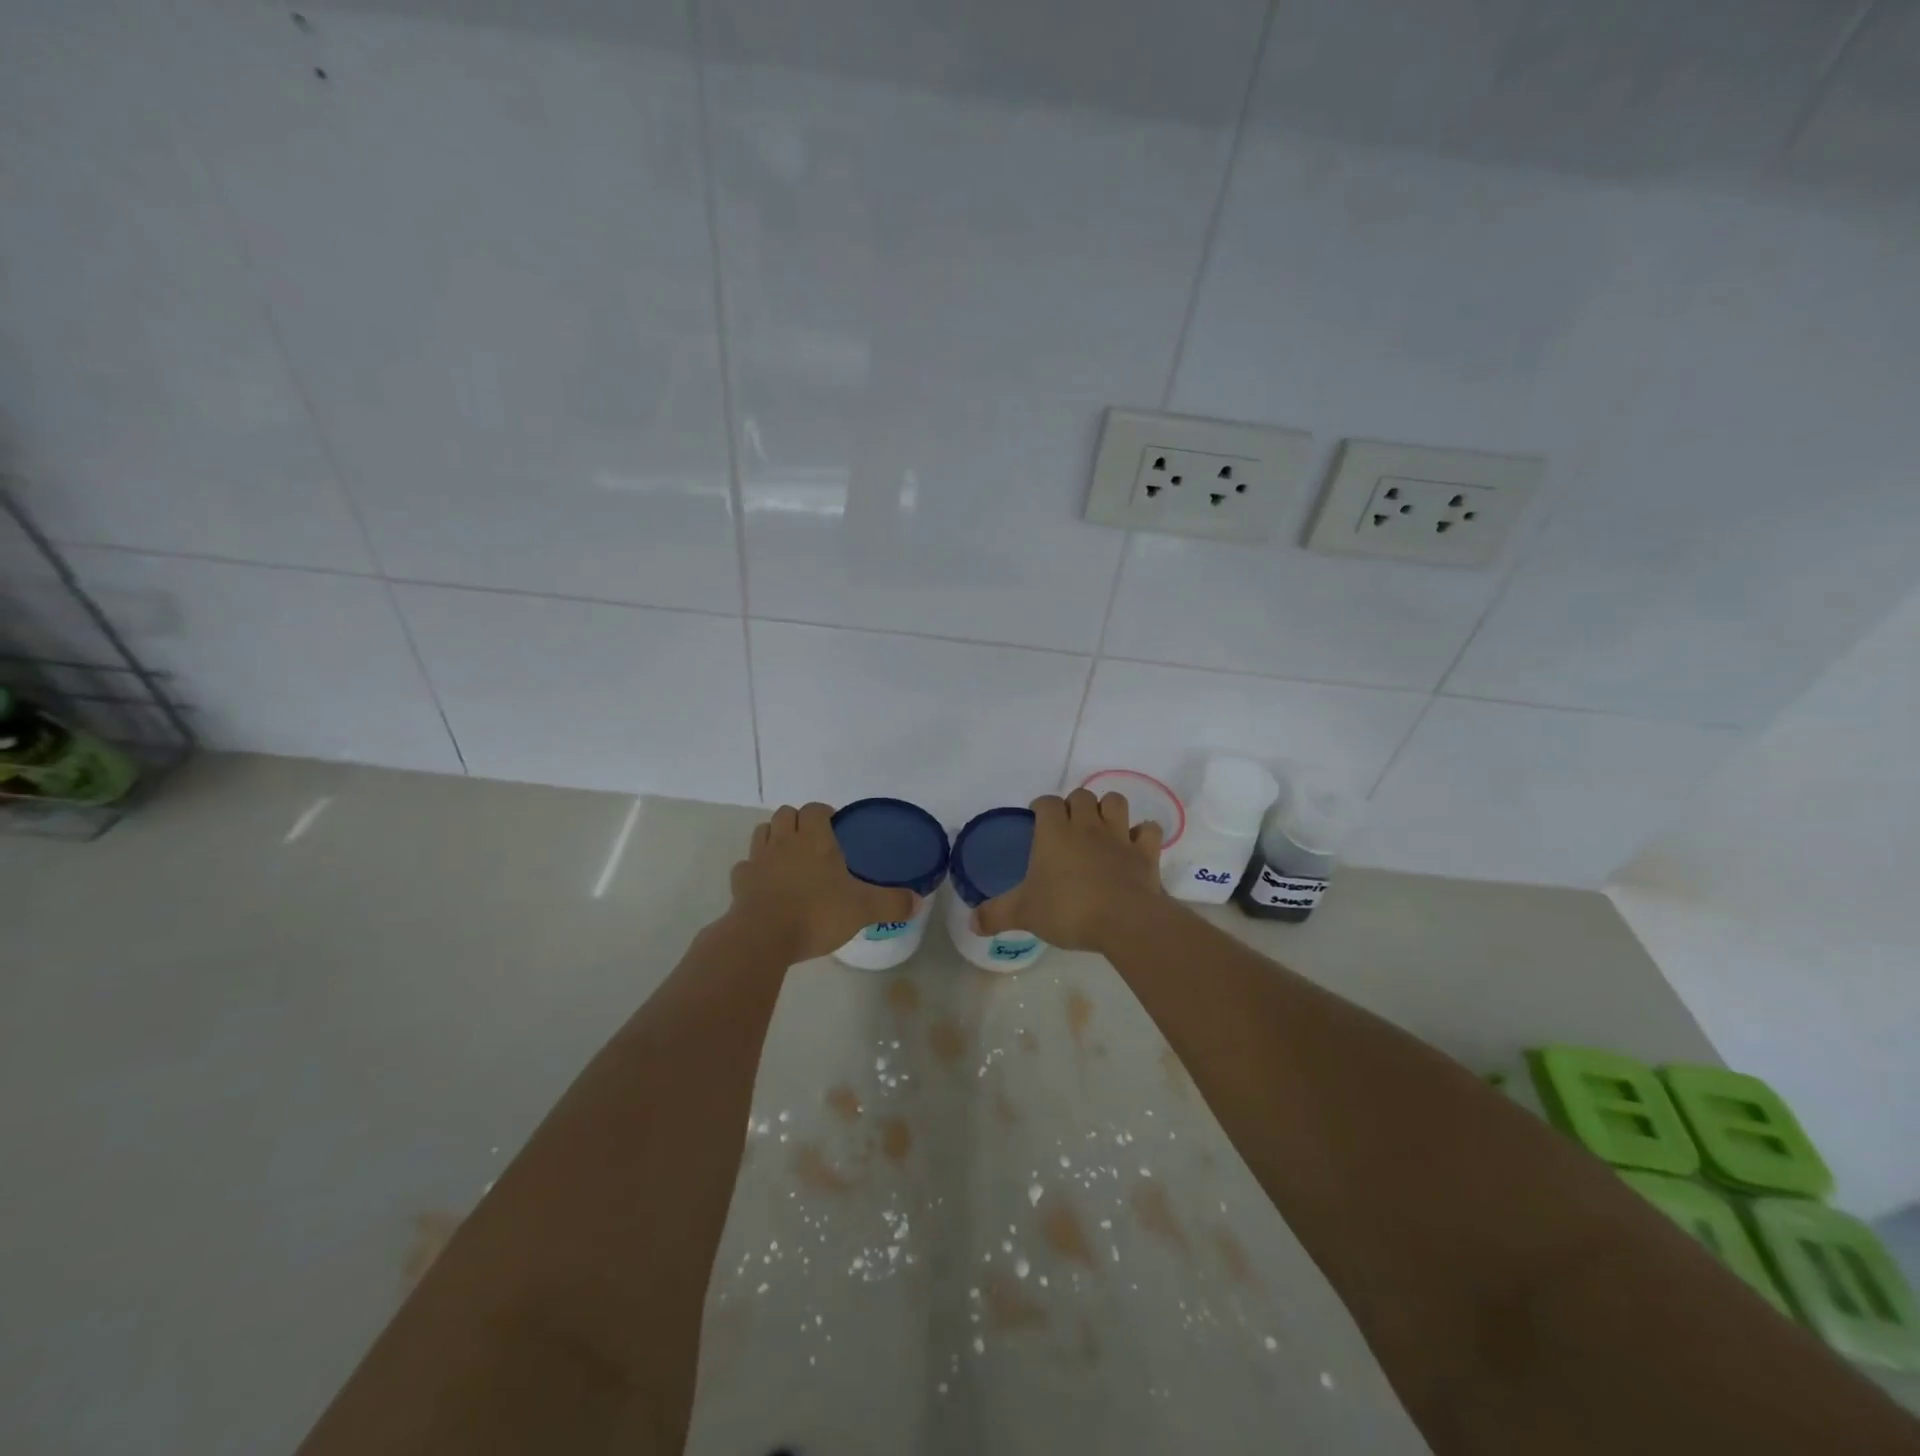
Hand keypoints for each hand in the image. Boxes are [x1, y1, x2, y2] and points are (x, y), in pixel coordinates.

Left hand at [726, 803, 914, 963]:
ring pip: (762, 832)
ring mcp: (758, 860)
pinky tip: (765, 884)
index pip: (815, 809)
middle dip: (798, 821)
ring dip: (774, 837)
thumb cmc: (816, 913)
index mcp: (815, 839)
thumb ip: (891, 903)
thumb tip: (917, 902)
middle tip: (813, 841)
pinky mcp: (740, 882)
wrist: (763, 937)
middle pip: (785, 814)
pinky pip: (745, 866)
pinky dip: (754, 869)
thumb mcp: (863, 909)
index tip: (835, 825)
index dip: (824, 812)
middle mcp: (784, 842)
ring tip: (788, 856)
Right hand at [976, 788, 1162, 953]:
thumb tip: (971, 922)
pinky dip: (1142, 834)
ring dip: (1108, 809)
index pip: (1047, 803)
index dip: (1042, 807)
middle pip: (1082, 795)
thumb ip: (996, 915)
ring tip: (1101, 826)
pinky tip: (1135, 844)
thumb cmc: (1067, 909)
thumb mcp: (1023, 914)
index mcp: (1054, 832)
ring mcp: (1119, 836)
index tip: (1038, 817)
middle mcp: (1087, 825)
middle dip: (1075, 805)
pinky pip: (1148, 830)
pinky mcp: (1145, 852)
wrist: (1123, 920)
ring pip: (1115, 802)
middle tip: (1069, 826)